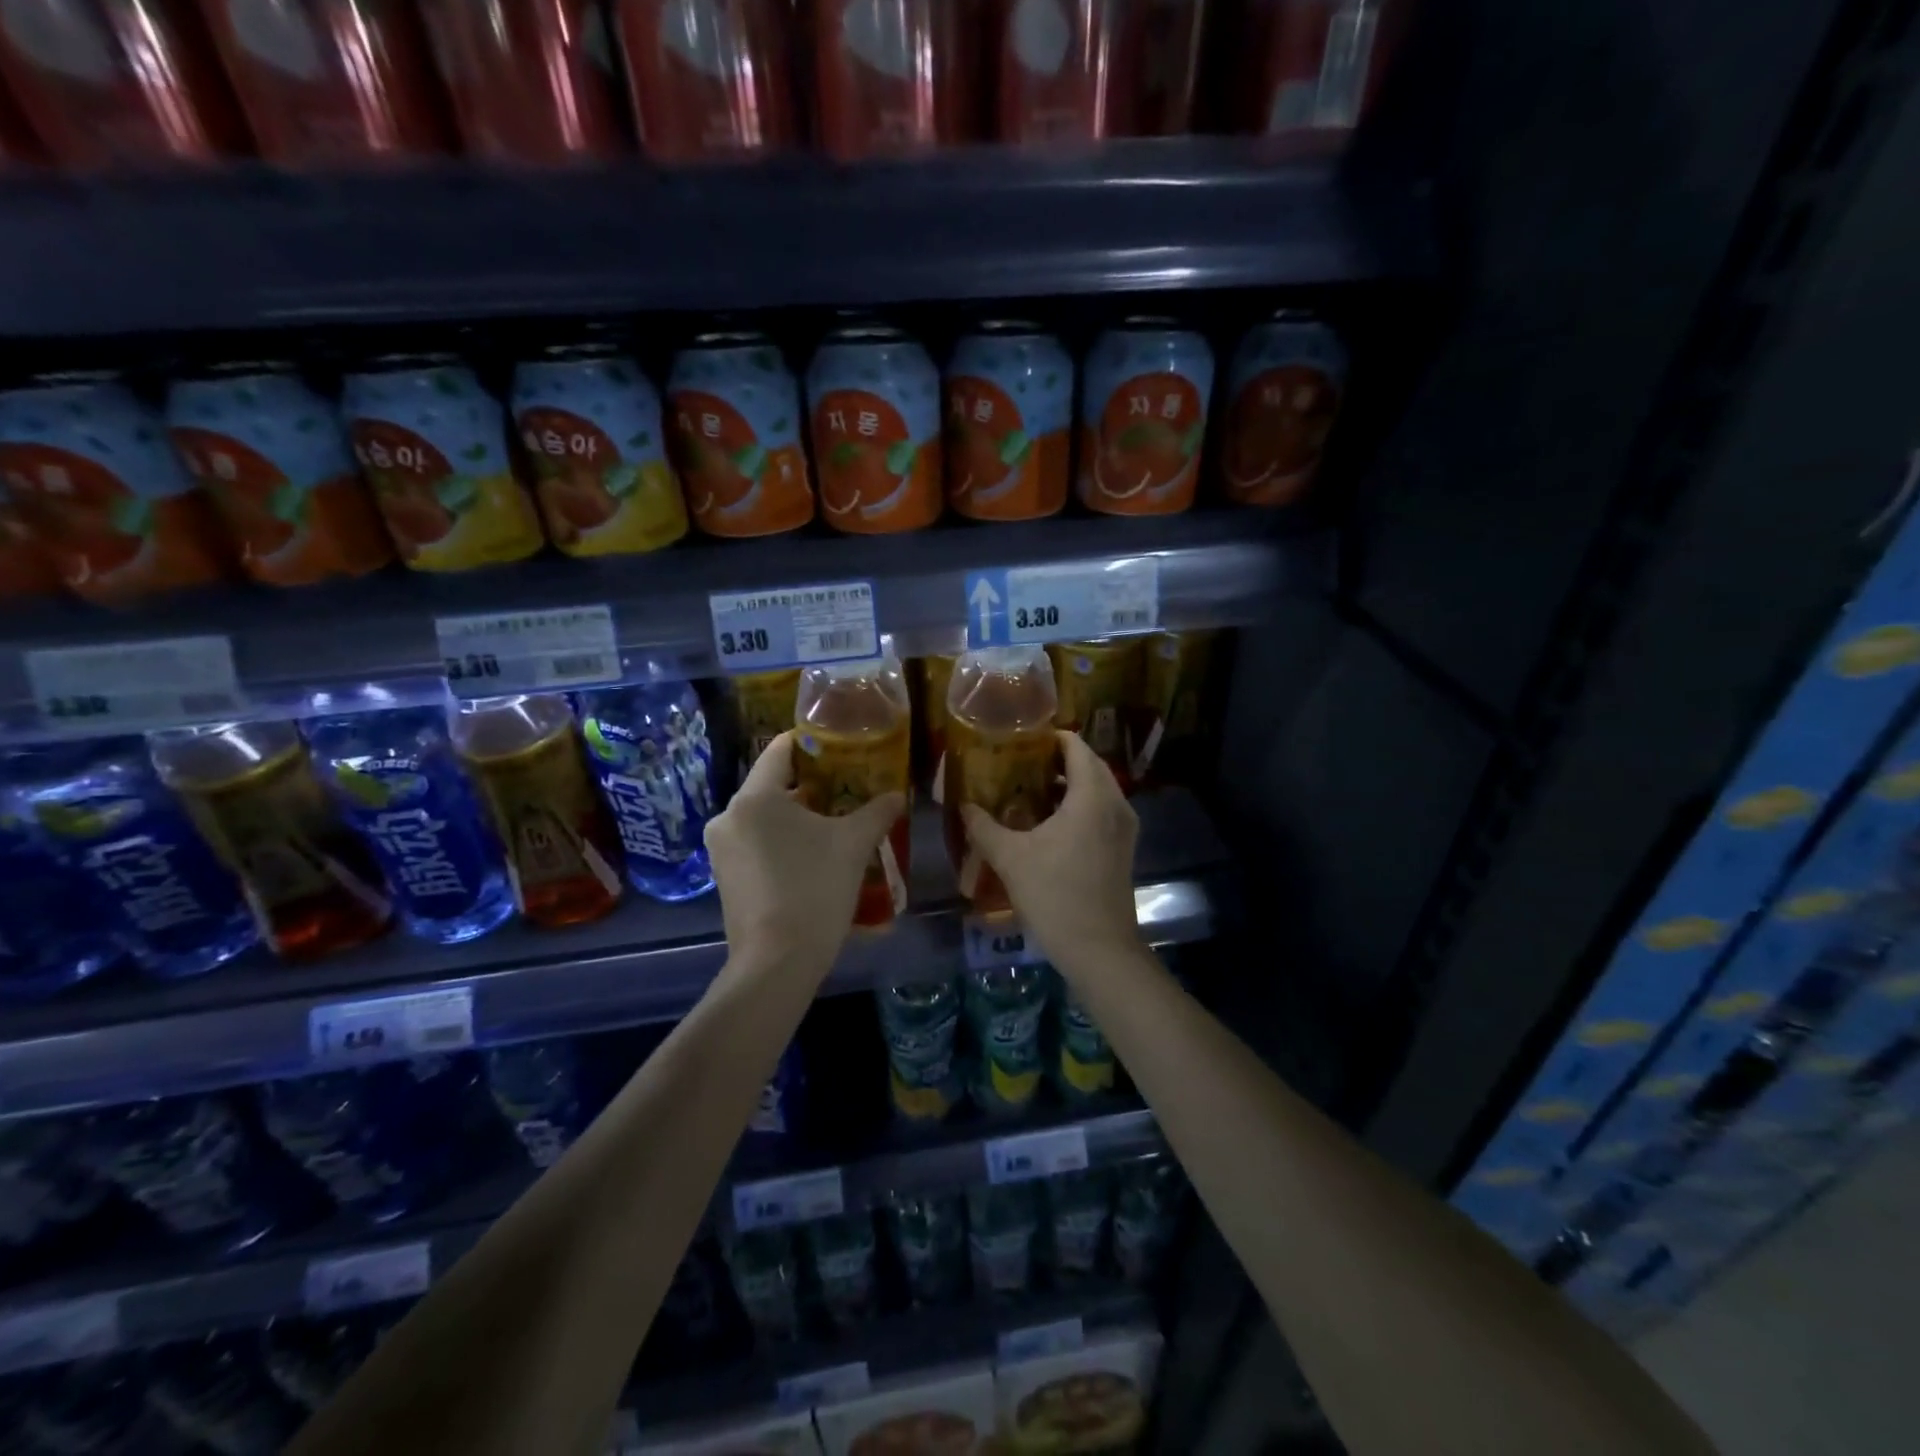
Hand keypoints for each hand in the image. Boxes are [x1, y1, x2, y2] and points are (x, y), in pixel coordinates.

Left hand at [704, 732, 905, 974]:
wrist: (777, 962)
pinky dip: (781, 842)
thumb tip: (898, 795)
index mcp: (755, 797)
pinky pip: (755, 844)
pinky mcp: (724, 877)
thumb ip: (877, 812)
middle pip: (772, 785)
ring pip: (764, 817)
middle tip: (846, 788)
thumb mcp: (853, 844)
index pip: (780, 750)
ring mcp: (721, 850)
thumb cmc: (815, 889)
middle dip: (810, 785)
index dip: (810, 743)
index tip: (839, 745)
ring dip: (796, 817)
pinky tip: (811, 857)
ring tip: (834, 825)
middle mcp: (728, 816)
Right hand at [961, 731, 1142, 975]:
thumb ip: (984, 827)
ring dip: (1068, 784)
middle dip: (1057, 760)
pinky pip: (1102, 810)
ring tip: (1029, 790)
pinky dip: (1079, 805)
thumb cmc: (1055, 895)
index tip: (1021, 739)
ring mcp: (1124, 827)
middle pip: (1090, 765)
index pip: (1077, 747)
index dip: (1050, 738)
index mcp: (1092, 796)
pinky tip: (1049, 823)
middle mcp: (1115, 804)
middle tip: (1020, 763)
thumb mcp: (1011, 858)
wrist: (1099, 949)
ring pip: (1098, 789)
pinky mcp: (1123, 848)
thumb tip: (963, 805)